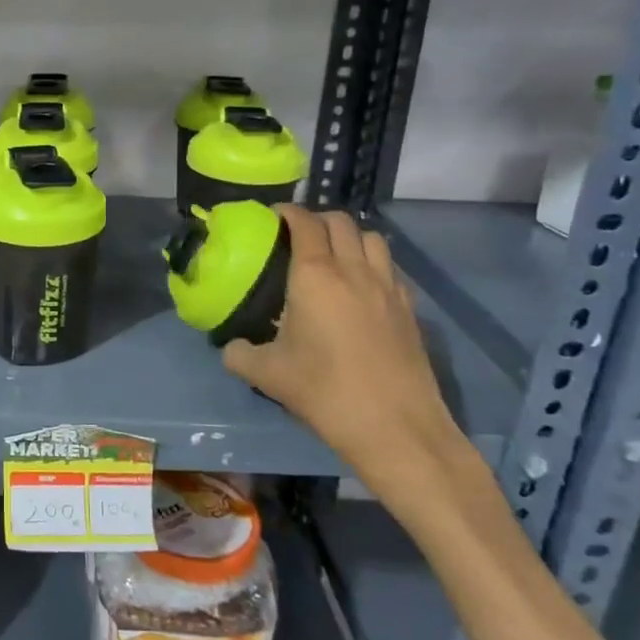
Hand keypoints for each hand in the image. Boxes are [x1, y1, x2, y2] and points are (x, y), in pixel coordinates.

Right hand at [223, 207, 464, 497]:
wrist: (395, 427)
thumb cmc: (324, 392)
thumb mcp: (267, 374)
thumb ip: (239, 354)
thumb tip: (231, 346)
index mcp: (315, 276)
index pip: (304, 223)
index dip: (287, 212)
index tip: (272, 216)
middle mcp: (354, 270)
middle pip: (341, 221)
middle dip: (318, 219)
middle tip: (298, 235)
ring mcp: (387, 287)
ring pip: (372, 238)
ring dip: (350, 236)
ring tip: (333, 255)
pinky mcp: (409, 308)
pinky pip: (390, 268)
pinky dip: (373, 263)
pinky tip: (360, 288)